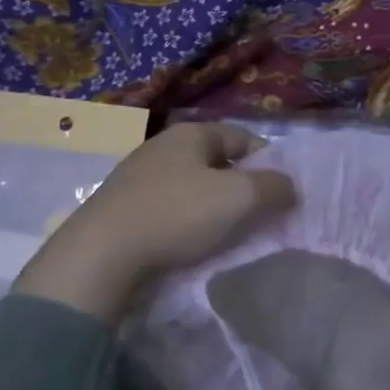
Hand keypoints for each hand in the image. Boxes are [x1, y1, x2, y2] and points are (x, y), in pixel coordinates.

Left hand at [14, 122, 296, 323]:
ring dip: (213, 207)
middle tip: (258, 215)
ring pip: (192, 187)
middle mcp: (163, 146)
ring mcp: (138, 176)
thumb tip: (289, 186)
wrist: (100, 255)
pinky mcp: (122, 208)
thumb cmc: (177, 214)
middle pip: (218, 162)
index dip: (268, 162)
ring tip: (226, 235)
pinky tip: (189, 244)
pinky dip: (185, 222)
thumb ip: (274, 187)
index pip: (244, 137)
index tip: (280, 192)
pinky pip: (168, 208)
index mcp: (191, 133)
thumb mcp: (240, 197)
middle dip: (241, 187)